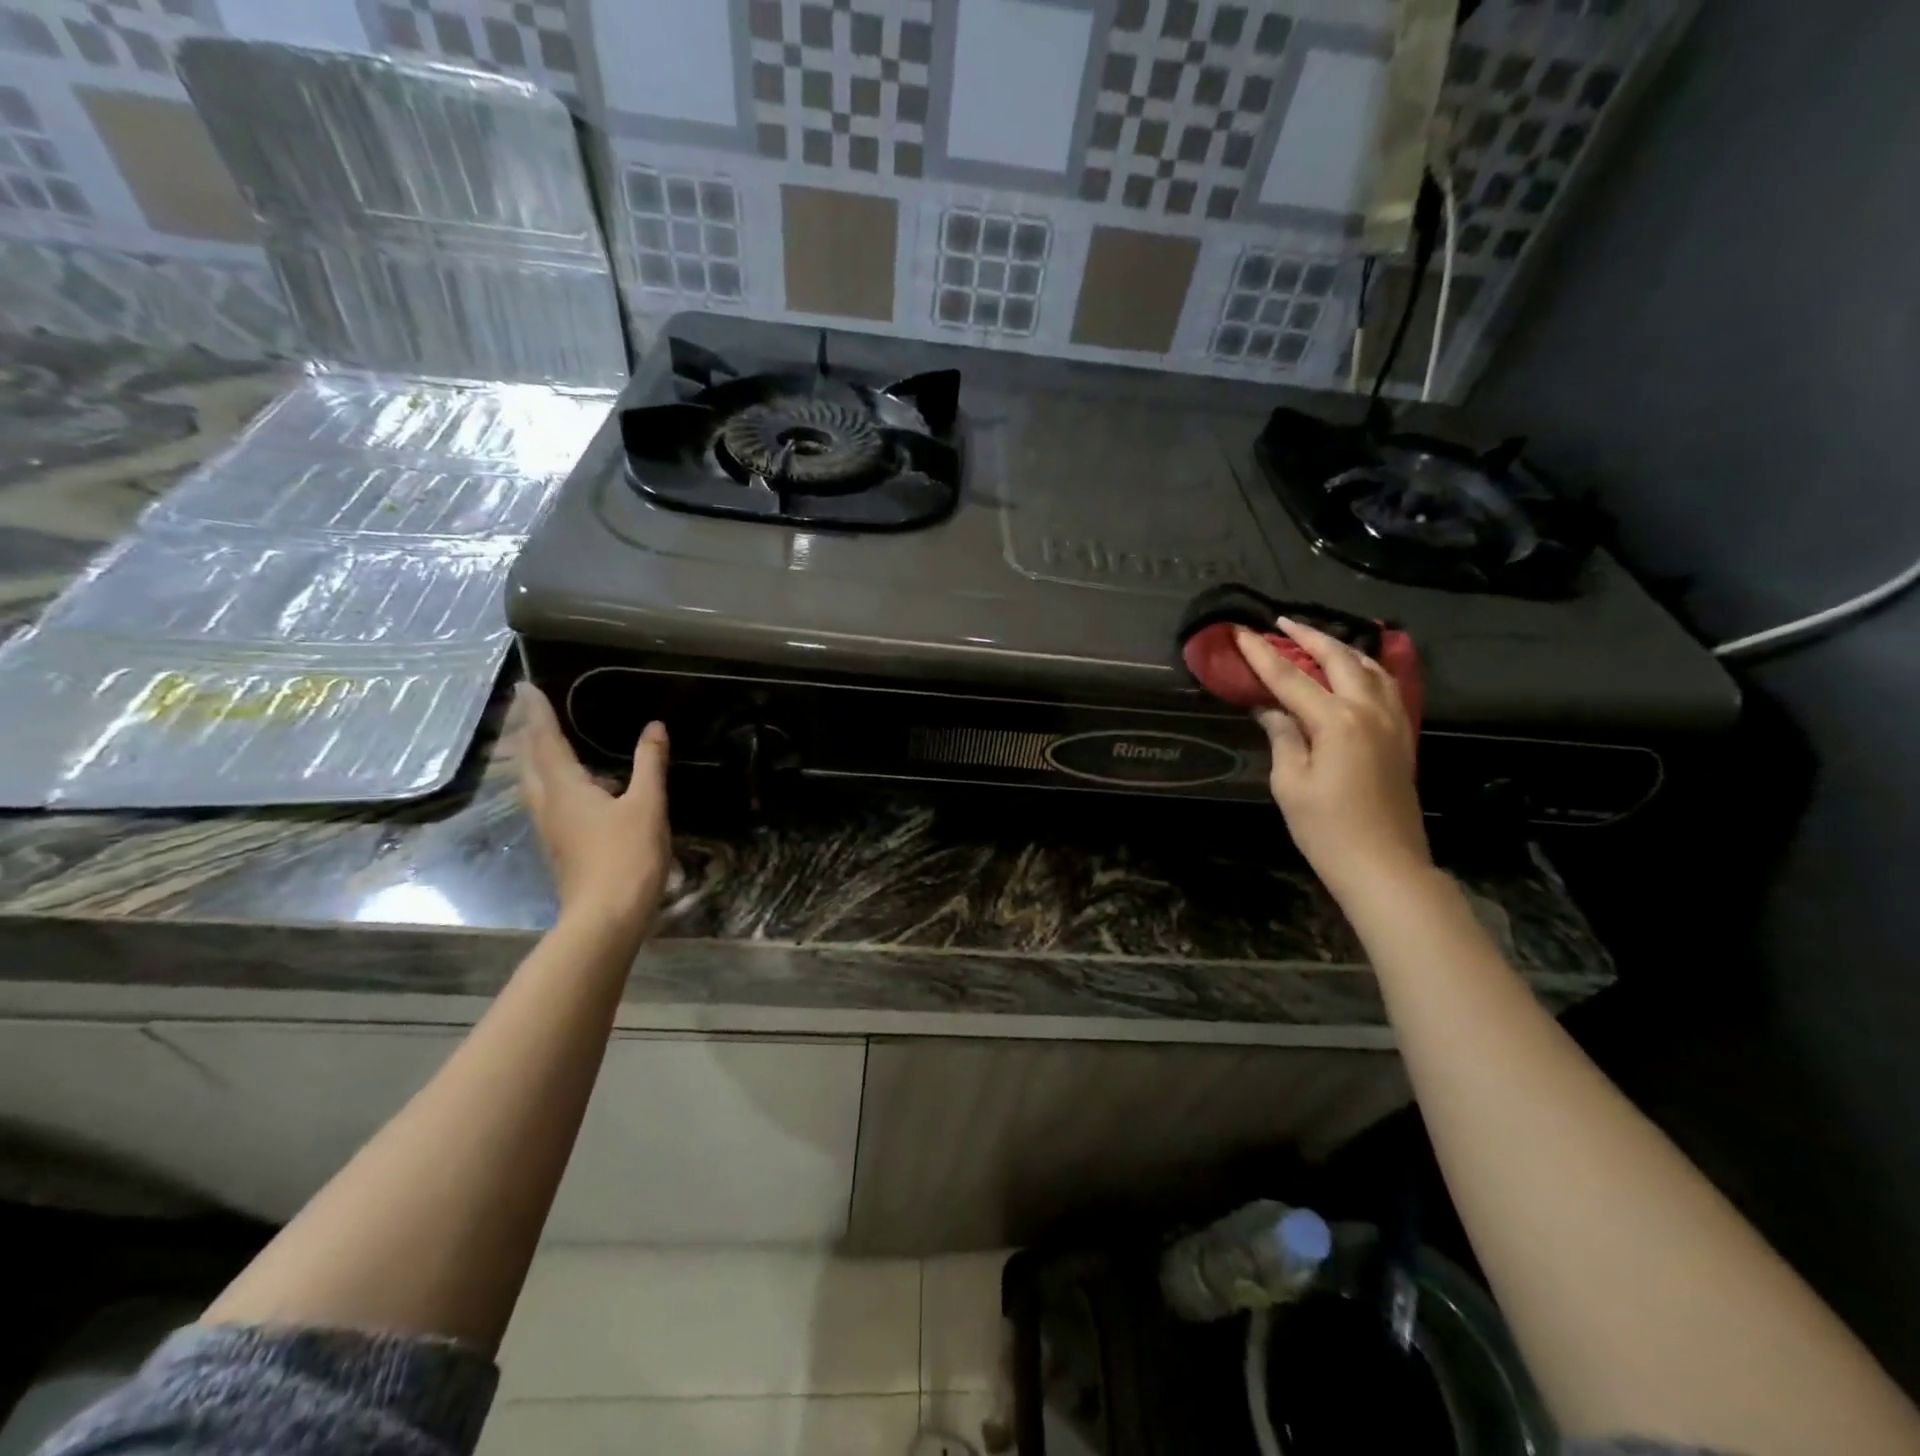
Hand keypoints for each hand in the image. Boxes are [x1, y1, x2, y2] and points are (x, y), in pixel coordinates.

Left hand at [510, 682, 671, 941]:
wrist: (605, 917)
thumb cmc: (627, 857)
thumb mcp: (648, 806)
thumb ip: (650, 764)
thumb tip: (654, 727)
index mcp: (565, 788)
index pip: (545, 741)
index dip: (538, 713)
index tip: (524, 686)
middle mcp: (548, 804)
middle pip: (530, 762)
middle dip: (528, 732)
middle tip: (529, 708)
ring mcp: (550, 829)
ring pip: (533, 783)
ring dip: (534, 757)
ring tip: (542, 739)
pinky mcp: (559, 846)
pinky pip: (546, 800)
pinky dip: (549, 780)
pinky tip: (568, 786)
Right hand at [1234, 618, 1430, 902]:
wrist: (1384, 866)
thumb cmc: (1327, 829)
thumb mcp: (1290, 783)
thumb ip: (1283, 737)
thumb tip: (1271, 709)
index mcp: (1337, 721)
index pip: (1290, 678)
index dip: (1262, 655)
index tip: (1241, 631)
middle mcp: (1369, 711)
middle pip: (1339, 659)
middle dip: (1309, 636)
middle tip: (1281, 623)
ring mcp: (1392, 722)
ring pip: (1370, 667)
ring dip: (1341, 648)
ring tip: (1317, 640)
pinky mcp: (1401, 737)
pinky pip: (1386, 687)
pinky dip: (1366, 669)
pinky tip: (1355, 671)